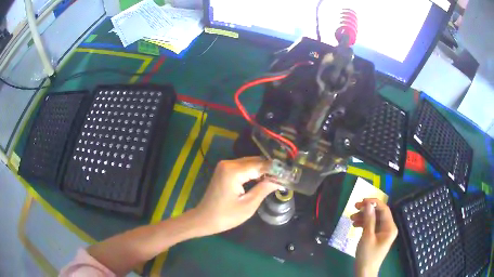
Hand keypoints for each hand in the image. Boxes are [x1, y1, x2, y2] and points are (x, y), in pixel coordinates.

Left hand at [189, 157, 280, 235]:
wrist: (204, 219)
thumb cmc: (226, 216)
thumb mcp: (248, 205)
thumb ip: (264, 189)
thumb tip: (280, 180)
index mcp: (233, 171)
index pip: (260, 165)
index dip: (275, 169)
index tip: (289, 174)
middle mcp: (228, 163)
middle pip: (255, 161)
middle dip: (269, 169)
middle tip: (285, 176)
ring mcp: (225, 166)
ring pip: (249, 163)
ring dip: (262, 170)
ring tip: (277, 178)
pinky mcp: (224, 170)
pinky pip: (242, 167)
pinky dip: (253, 172)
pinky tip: (263, 179)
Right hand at [350, 198, 397, 276]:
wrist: (364, 272)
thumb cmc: (367, 255)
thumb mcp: (367, 237)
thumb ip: (369, 219)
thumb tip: (368, 204)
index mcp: (390, 227)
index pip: (384, 209)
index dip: (374, 203)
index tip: (362, 200)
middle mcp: (388, 228)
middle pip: (379, 214)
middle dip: (367, 210)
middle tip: (355, 207)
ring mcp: (383, 233)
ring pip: (374, 219)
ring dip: (363, 217)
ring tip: (351, 218)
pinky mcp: (377, 237)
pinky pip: (372, 226)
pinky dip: (364, 224)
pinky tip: (355, 225)